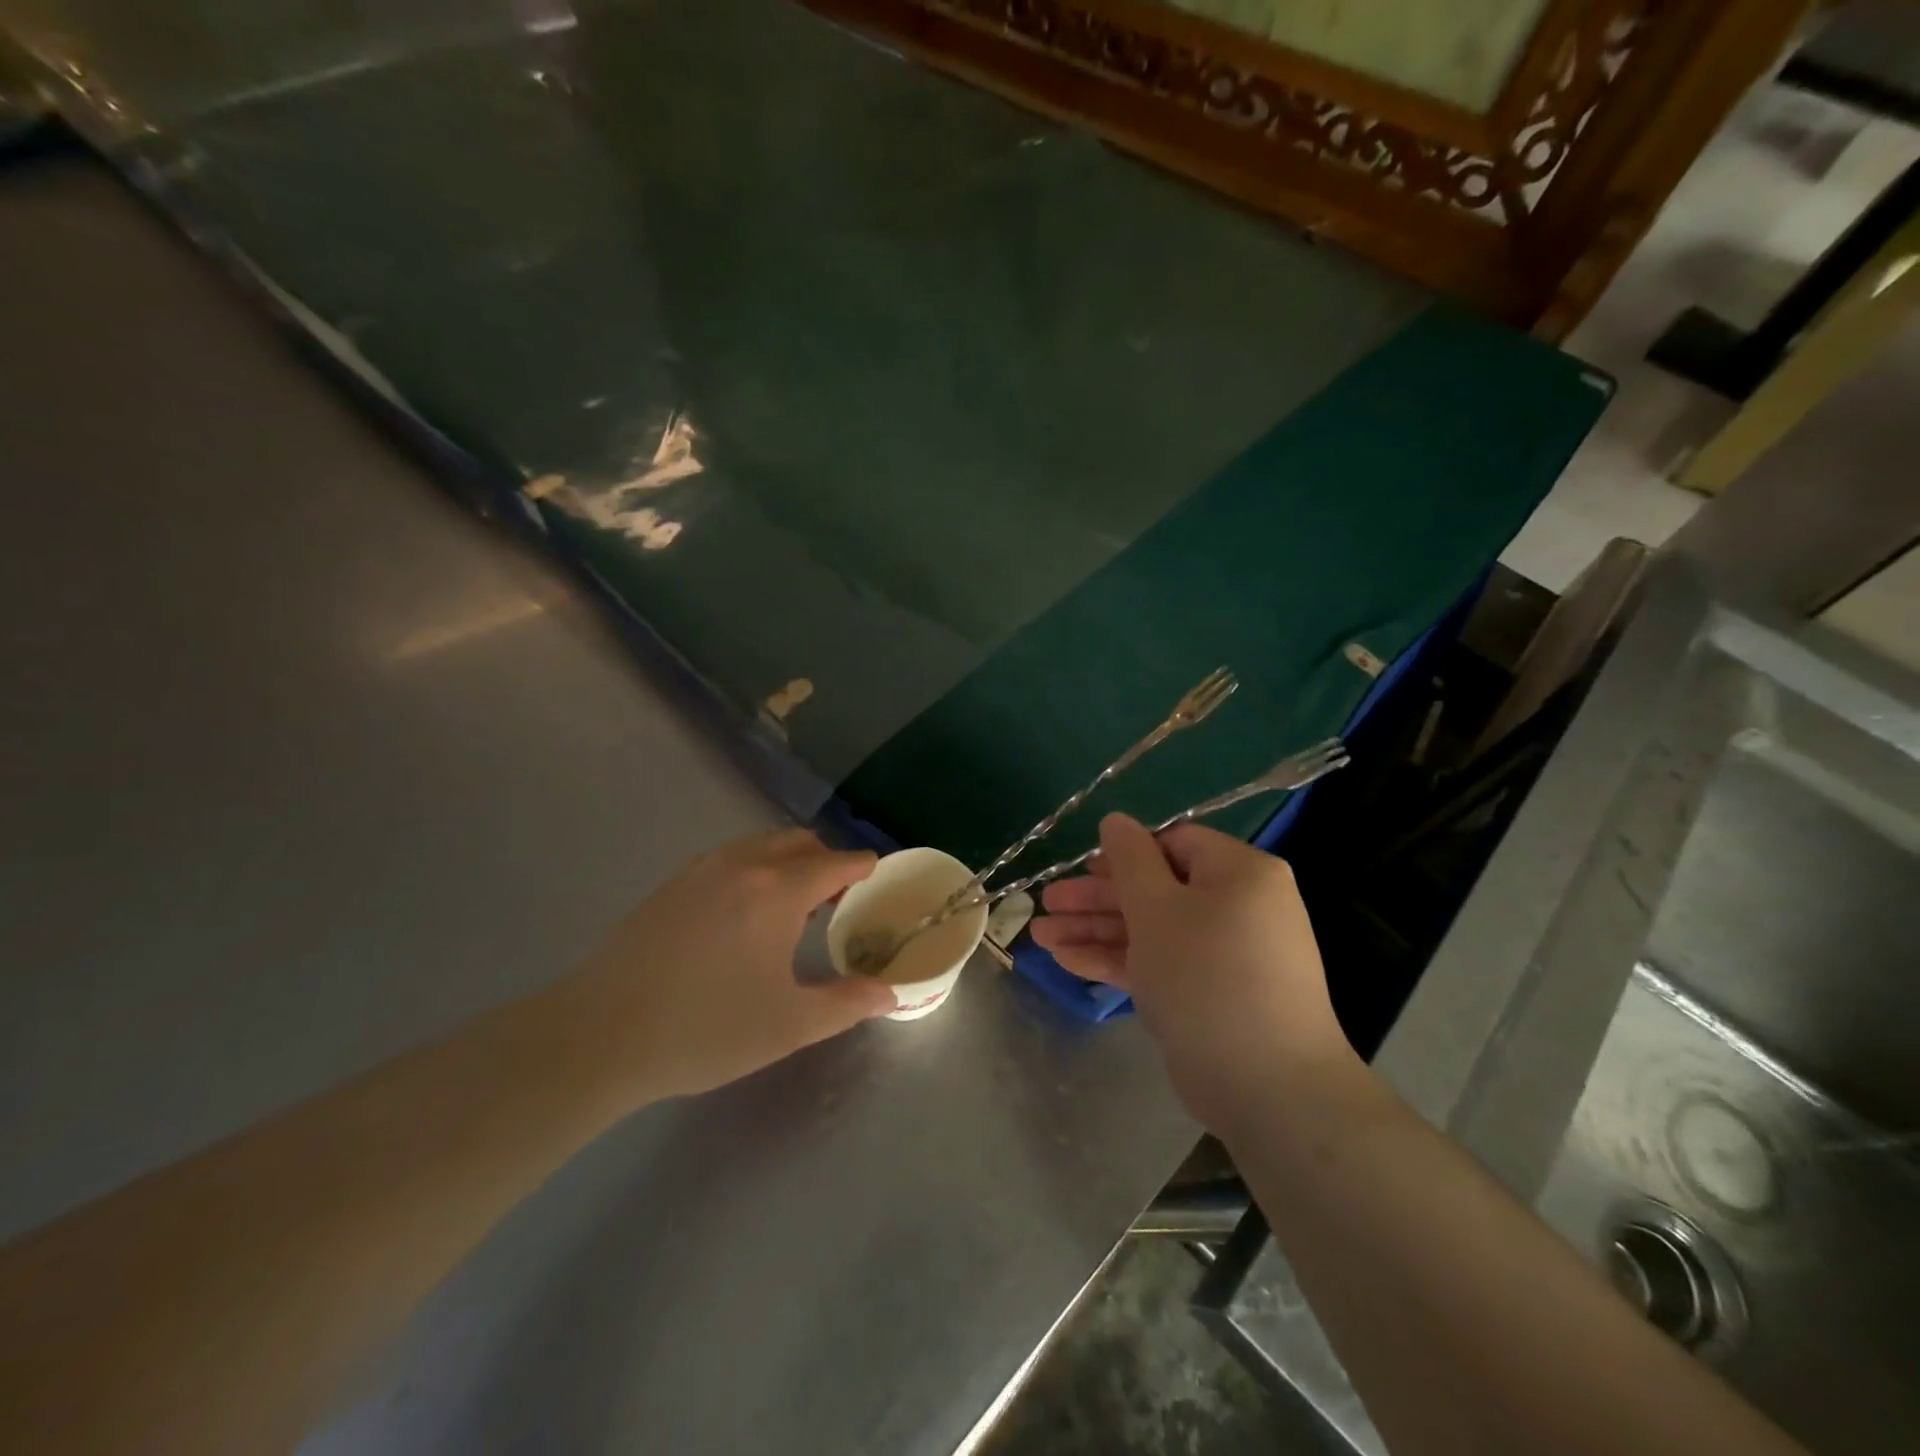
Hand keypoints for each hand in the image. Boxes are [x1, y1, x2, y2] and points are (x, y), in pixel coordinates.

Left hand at [567, 829, 894, 1102]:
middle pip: (799, 841)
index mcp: (778, 890)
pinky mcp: (671, 884)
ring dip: (787, 862)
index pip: (836, 861)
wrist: (599, 1035)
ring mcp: (701, 870)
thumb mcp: (789, 1025)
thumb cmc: (706, 1028)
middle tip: (838, 899)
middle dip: (827, 860)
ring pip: (760, 845)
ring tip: (792, 907)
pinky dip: (753, 869)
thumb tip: (890, 992)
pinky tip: (743, 915)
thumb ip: (847, 1003)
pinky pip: (730, 859)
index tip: (877, 882)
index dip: (863, 868)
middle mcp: (742, 865)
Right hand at [1031, 814, 1355, 1130]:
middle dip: (1096, 898)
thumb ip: (1130, 860)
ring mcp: (1224, 954)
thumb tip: (1116, 820)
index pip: (1175, 844)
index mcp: (1240, 873)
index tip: (1082, 868)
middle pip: (1156, 889)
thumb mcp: (1157, 908)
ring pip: (1152, 929)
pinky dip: (1118, 960)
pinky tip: (1068, 961)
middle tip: (1047, 903)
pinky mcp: (1209, 995)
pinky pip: (1161, 963)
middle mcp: (1238, 907)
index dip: (1124, 854)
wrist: (1266, 1086)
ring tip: (1040, 936)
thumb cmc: (1206, 976)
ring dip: (1097, 930)